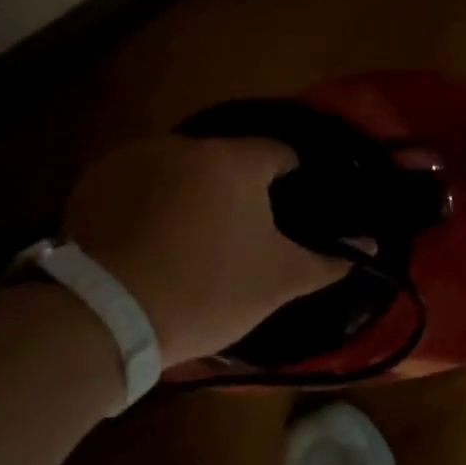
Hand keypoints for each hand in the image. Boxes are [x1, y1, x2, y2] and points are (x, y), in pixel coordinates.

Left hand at [61, 135, 349, 364]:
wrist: (106, 318)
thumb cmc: (208, 292)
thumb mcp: (279, 281)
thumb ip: (329, 260)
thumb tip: (372, 245)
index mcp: (233, 161)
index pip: (278, 153)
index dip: (292, 178)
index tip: (291, 209)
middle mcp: (182, 146)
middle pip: (226, 161)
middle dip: (238, 190)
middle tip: (242, 234)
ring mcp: (131, 159)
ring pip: (180, 169)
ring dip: (193, 193)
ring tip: (193, 240)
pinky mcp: (93, 183)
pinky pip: (139, 182)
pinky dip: (151, 201)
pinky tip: (151, 240)